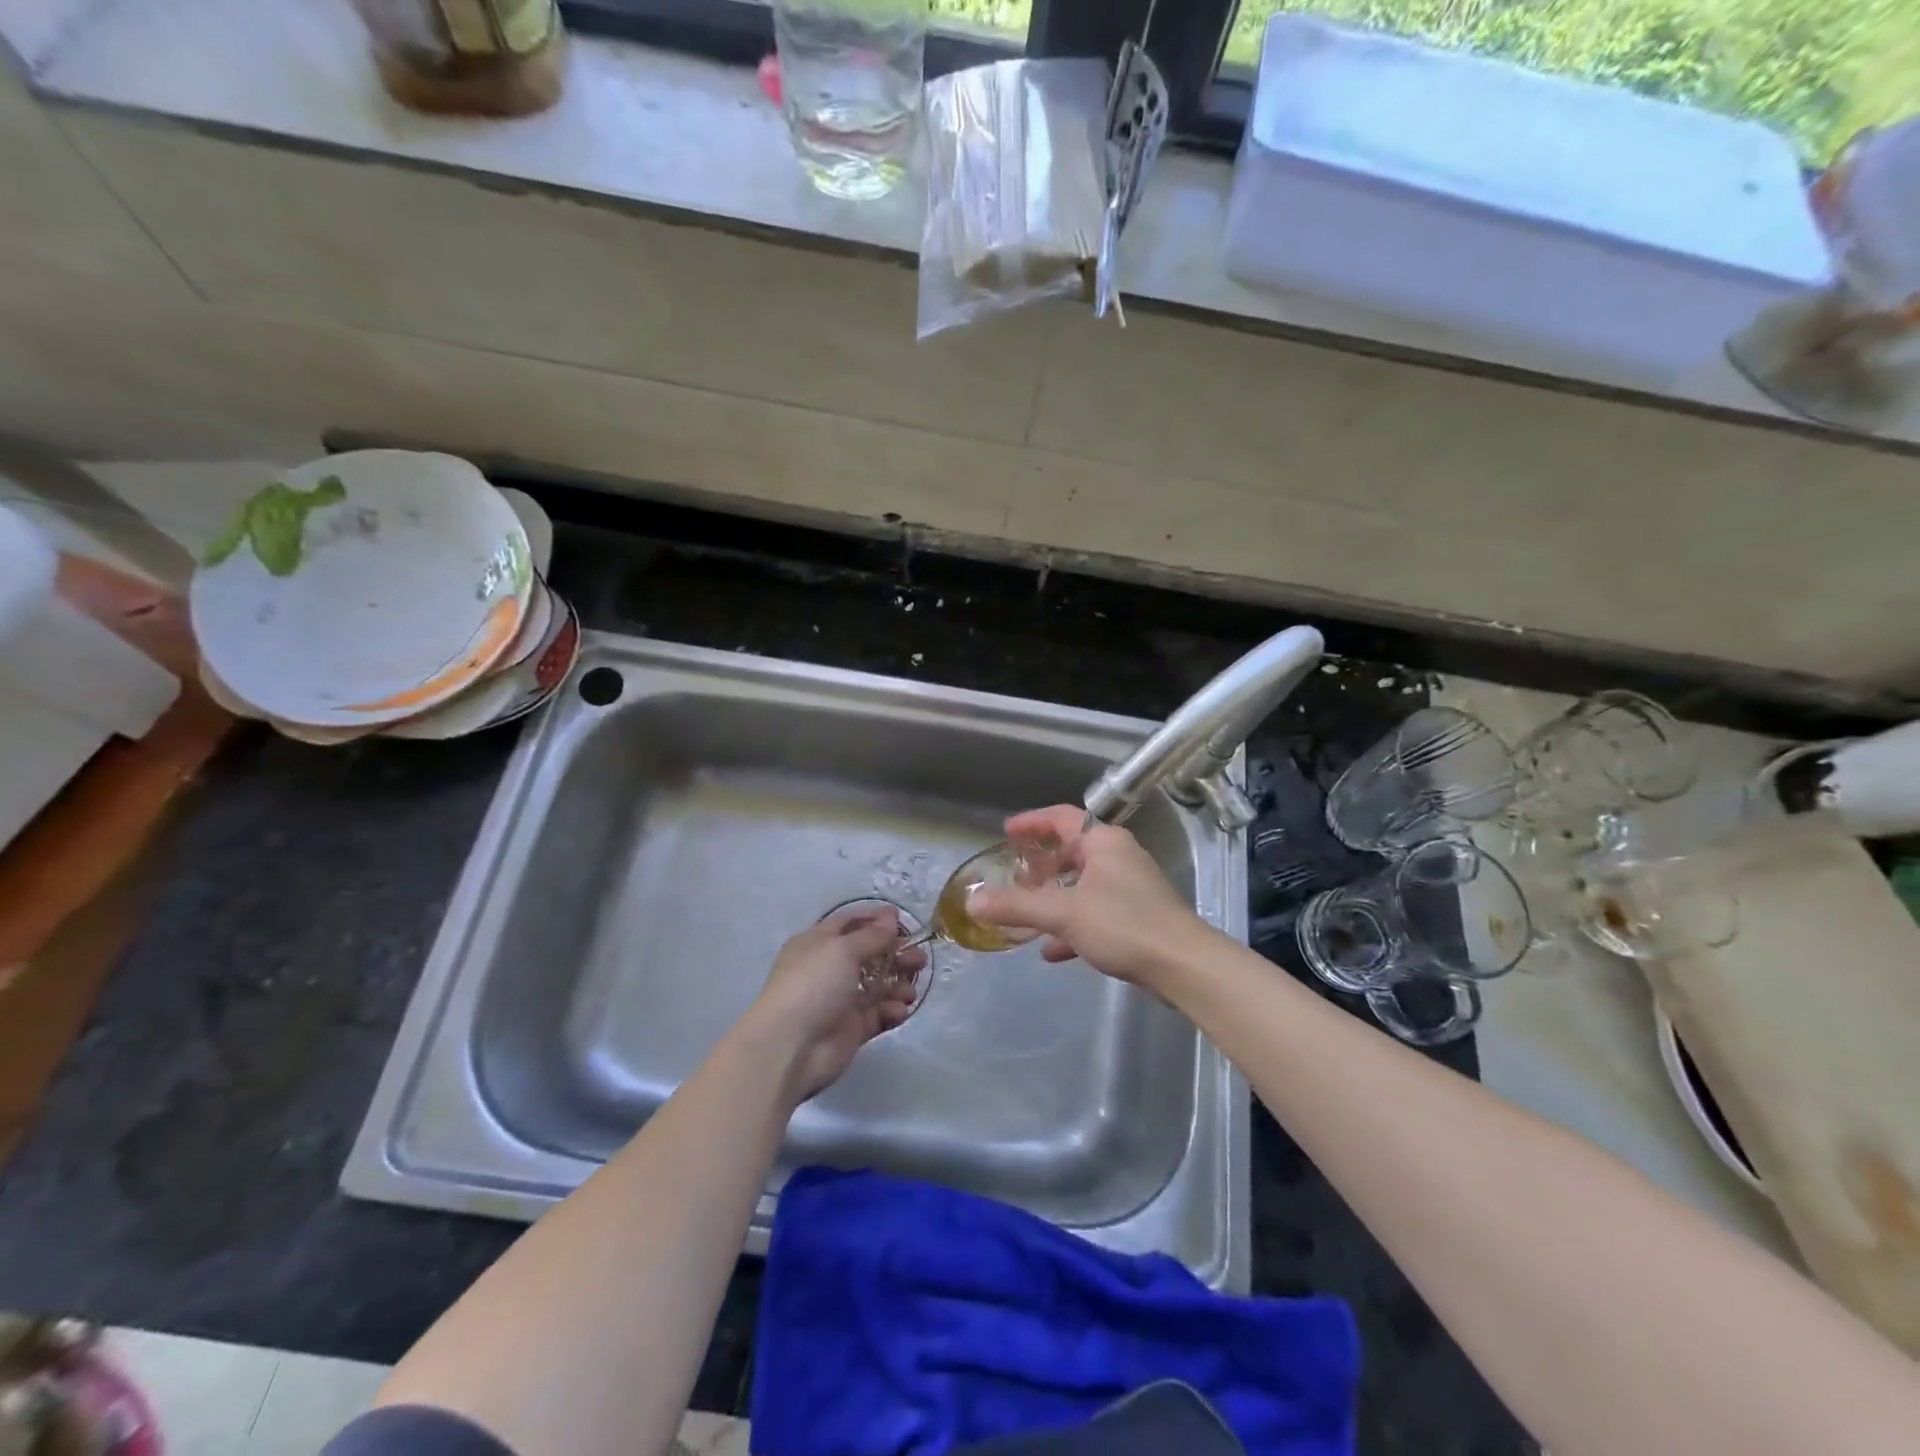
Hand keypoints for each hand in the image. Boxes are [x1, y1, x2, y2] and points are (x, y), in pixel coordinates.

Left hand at [747, 906, 923, 1104]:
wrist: (790, 1047)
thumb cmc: (813, 985)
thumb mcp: (842, 950)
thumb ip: (871, 936)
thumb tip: (890, 919)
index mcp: (818, 943)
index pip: (849, 923)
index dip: (875, 919)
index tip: (903, 921)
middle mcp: (828, 969)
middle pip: (869, 954)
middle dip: (896, 954)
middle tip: (919, 958)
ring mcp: (840, 1000)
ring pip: (877, 986)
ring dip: (898, 984)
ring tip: (912, 990)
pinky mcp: (851, 1029)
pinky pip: (877, 1014)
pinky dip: (891, 1011)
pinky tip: (900, 1010)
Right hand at [969, 806, 1213, 990]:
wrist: (1183, 966)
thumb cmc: (1123, 924)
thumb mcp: (1063, 912)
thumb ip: (1016, 906)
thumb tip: (972, 902)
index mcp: (1104, 842)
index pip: (1062, 818)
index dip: (1032, 823)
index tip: (1007, 832)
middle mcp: (1118, 857)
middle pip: (1072, 852)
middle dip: (1041, 867)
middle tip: (1014, 879)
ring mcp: (1130, 888)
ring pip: (1082, 885)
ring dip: (1053, 899)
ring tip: (1025, 915)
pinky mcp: (1137, 918)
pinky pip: (1095, 913)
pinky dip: (1071, 925)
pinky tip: (1052, 950)